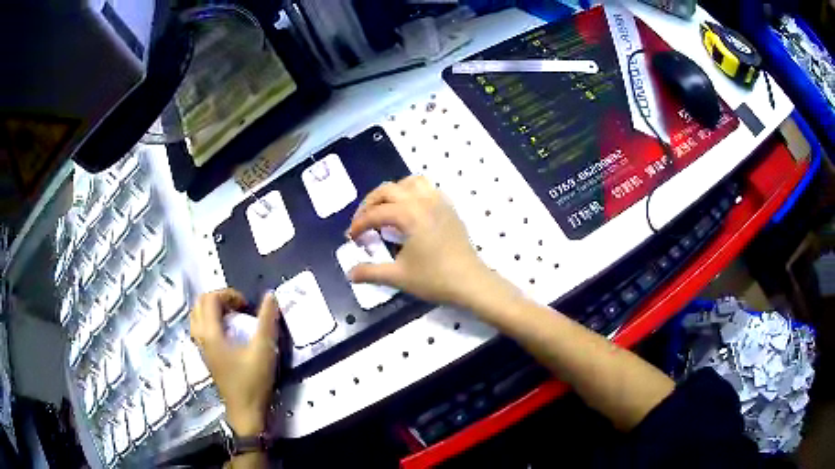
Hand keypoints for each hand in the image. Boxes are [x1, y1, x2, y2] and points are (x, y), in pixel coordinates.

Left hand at [190, 289, 279, 435]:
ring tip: (232, 317)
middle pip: (199, 304)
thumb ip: (267, 321)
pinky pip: (200, 328)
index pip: (210, 298)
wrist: (245, 411)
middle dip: (219, 298)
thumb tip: (271, 295)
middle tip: (239, 307)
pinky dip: (210, 321)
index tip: (247, 306)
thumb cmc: (253, 381)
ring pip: (197, 316)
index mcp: (211, 334)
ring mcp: (201, 347)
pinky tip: (227, 332)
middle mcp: (201, 337)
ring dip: (213, 309)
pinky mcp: (206, 356)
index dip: (229, 294)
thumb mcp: (264, 350)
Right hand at [348, 176, 504, 308]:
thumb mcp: (398, 276)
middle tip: (362, 221)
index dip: (359, 224)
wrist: (470, 282)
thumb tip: (350, 273)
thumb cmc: (434, 278)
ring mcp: (439, 201)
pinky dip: (413, 193)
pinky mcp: (449, 208)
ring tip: (385, 209)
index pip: (375, 213)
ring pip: (410, 182)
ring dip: (393, 192)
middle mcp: (423, 200)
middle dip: (370, 203)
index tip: (350, 238)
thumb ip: (370, 272)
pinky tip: (410, 211)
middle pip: (388, 190)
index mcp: (409, 214)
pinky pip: (428, 189)